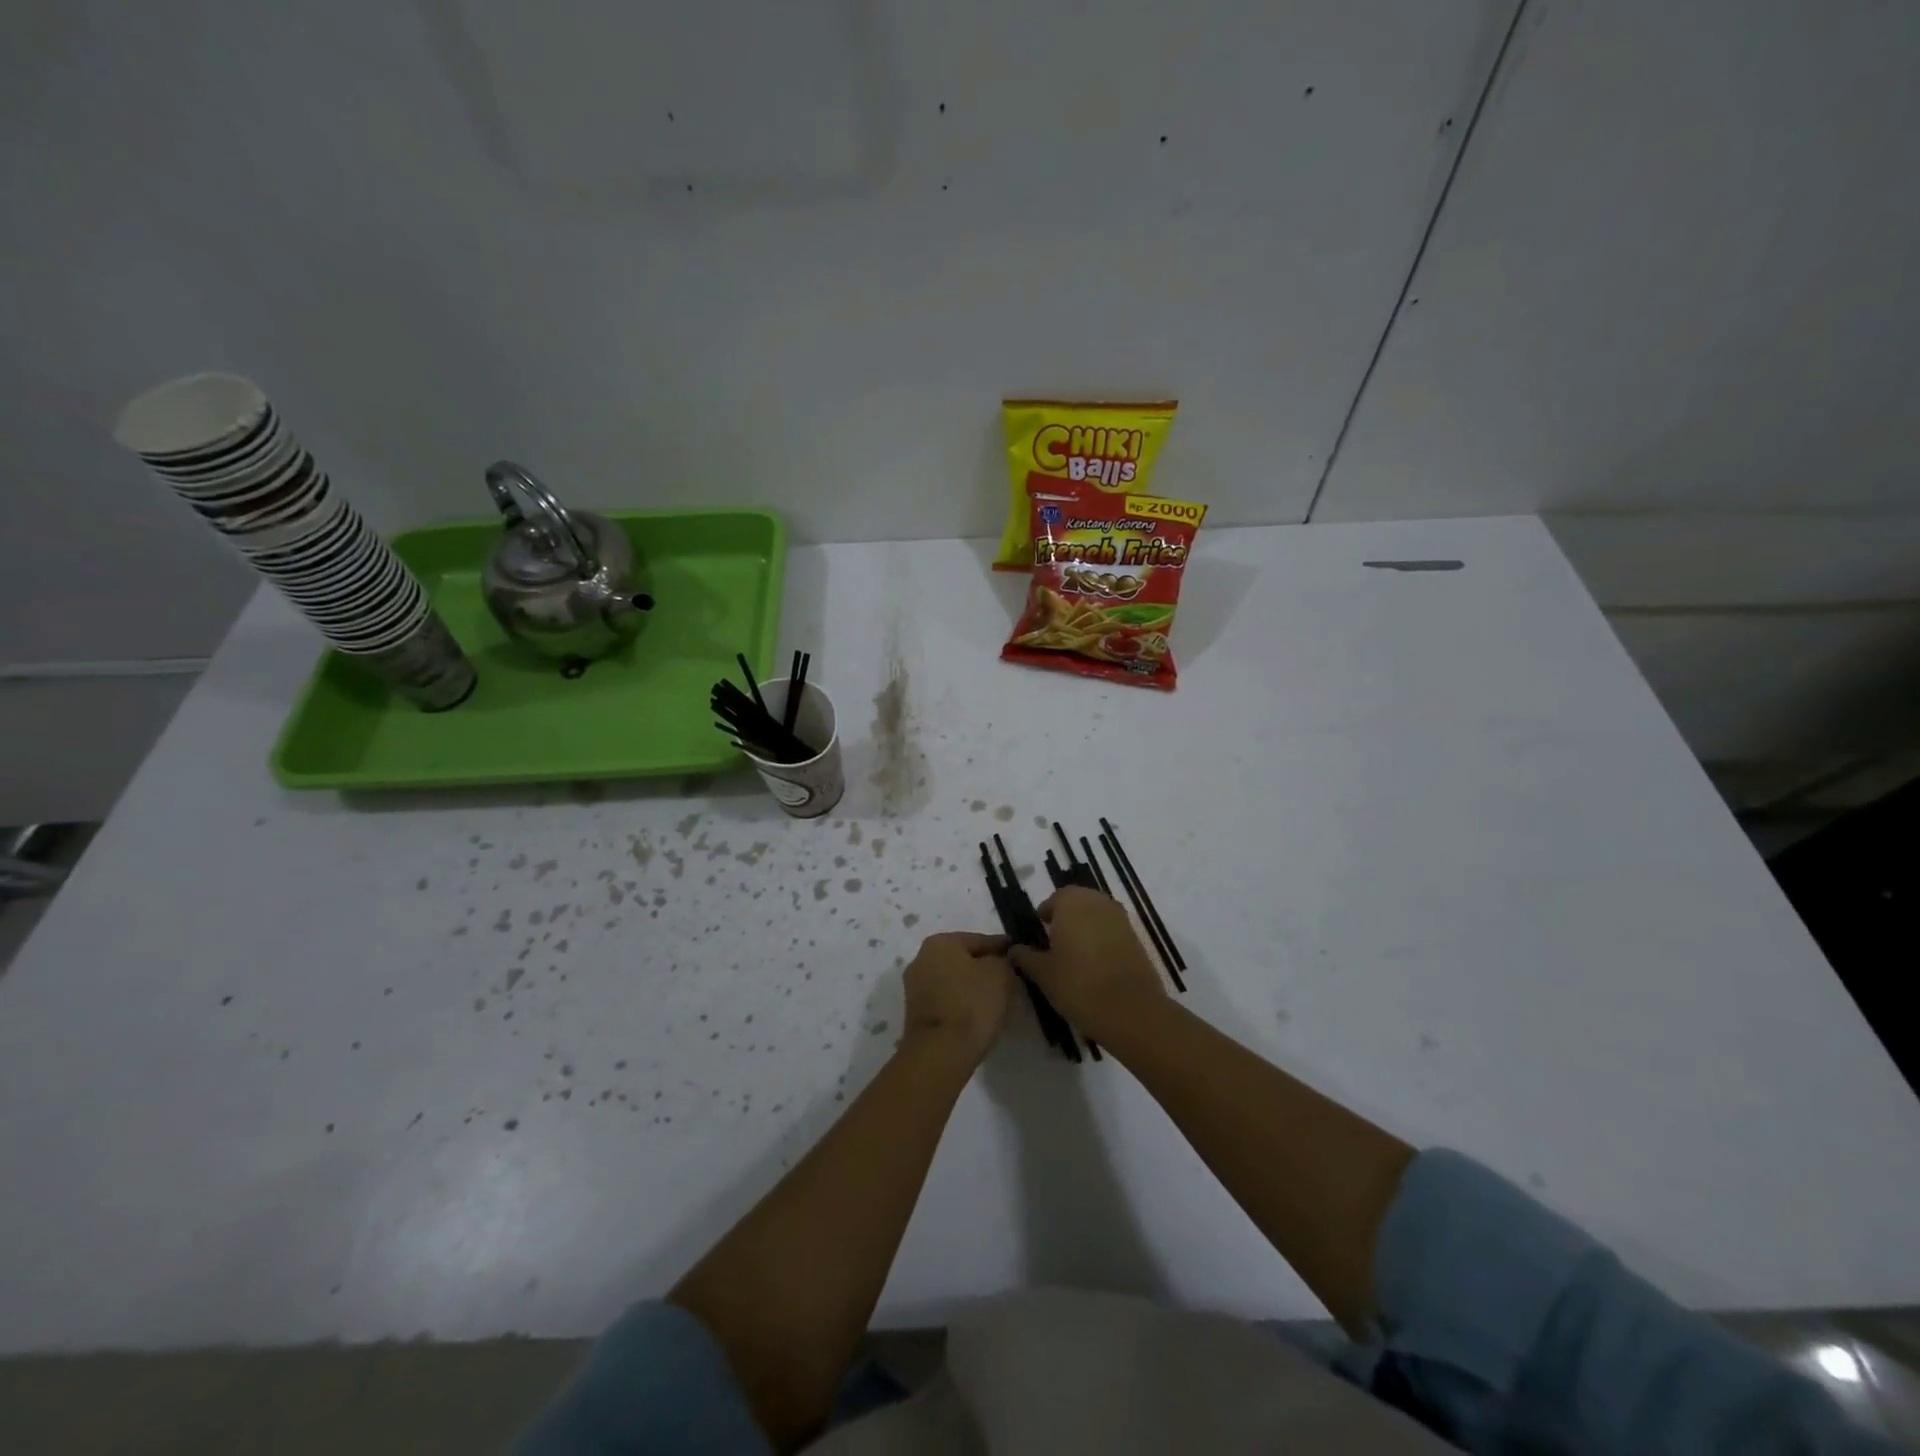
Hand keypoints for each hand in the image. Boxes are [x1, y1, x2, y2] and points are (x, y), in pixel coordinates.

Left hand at [901, 931, 1014, 1064]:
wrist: (940, 1053)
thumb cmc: (972, 1004)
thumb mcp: (1000, 975)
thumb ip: (1004, 961)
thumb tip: (1000, 961)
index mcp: (940, 942)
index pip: (979, 939)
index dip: (1002, 947)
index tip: (1018, 954)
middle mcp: (921, 959)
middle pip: (963, 959)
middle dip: (985, 967)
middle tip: (1010, 978)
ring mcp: (915, 987)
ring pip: (954, 980)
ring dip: (973, 987)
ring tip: (997, 999)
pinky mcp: (916, 1013)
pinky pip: (947, 1000)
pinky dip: (962, 1003)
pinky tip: (979, 1014)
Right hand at [1008, 887, 1165, 1034]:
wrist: (1131, 1010)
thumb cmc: (1078, 984)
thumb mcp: (1043, 973)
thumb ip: (1026, 957)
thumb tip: (1014, 949)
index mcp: (1071, 902)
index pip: (1054, 899)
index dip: (1045, 915)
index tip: (1039, 932)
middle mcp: (1097, 902)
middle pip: (1078, 903)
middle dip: (1066, 918)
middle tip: (1055, 942)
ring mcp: (1120, 918)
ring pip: (1096, 915)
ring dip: (1085, 927)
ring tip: (1074, 954)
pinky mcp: (1136, 938)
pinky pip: (1112, 930)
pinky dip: (1102, 939)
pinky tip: (1095, 963)